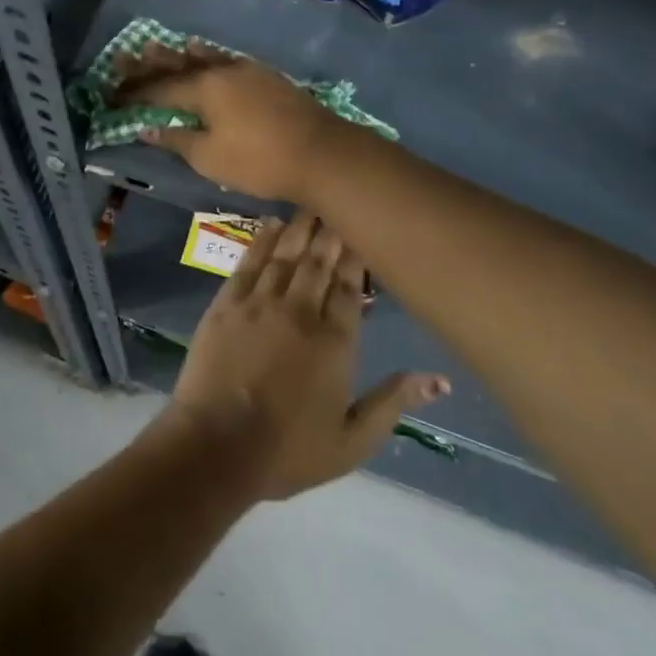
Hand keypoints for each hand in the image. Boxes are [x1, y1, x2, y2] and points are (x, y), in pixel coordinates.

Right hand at [114, 42, 339, 201]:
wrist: (322, 153)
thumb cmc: (259, 160)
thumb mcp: (209, 157)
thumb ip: (176, 139)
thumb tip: (146, 127)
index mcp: (203, 88)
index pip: (158, 88)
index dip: (132, 92)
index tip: (111, 94)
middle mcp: (222, 70)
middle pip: (178, 65)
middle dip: (149, 64)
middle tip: (124, 56)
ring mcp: (247, 70)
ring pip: (204, 58)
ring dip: (178, 54)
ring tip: (158, 45)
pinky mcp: (266, 77)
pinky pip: (225, 60)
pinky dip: (208, 57)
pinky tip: (208, 55)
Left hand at [162, 213, 449, 500]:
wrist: (215, 447)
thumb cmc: (288, 452)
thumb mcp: (353, 441)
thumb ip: (393, 402)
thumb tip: (440, 379)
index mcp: (335, 342)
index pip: (352, 288)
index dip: (358, 258)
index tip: (364, 232)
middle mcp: (299, 311)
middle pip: (320, 262)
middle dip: (332, 233)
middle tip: (340, 203)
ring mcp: (259, 304)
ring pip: (286, 255)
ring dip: (300, 227)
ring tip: (311, 203)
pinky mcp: (225, 304)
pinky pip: (248, 263)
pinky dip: (261, 241)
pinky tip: (270, 224)